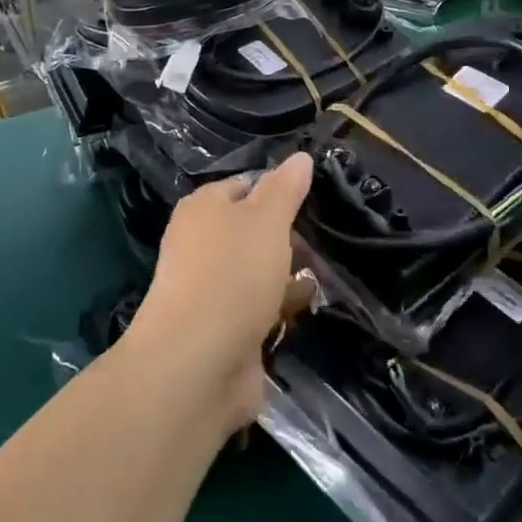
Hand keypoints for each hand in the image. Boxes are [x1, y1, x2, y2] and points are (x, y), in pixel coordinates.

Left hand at [125, 152, 313, 430]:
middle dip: (288, 236)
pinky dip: (281, 307)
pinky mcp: (222, 329)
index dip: (278, 190)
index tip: (313, 200)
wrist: (196, 364)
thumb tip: (300, 157)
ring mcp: (210, 289)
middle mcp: (202, 243)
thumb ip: (285, 188)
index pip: (245, 186)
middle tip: (323, 244)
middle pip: (252, 230)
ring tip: (324, 276)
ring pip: (257, 270)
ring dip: (288, 274)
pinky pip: (258, 308)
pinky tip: (306, 310)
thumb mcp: (267, 220)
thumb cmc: (232, 275)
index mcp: (204, 208)